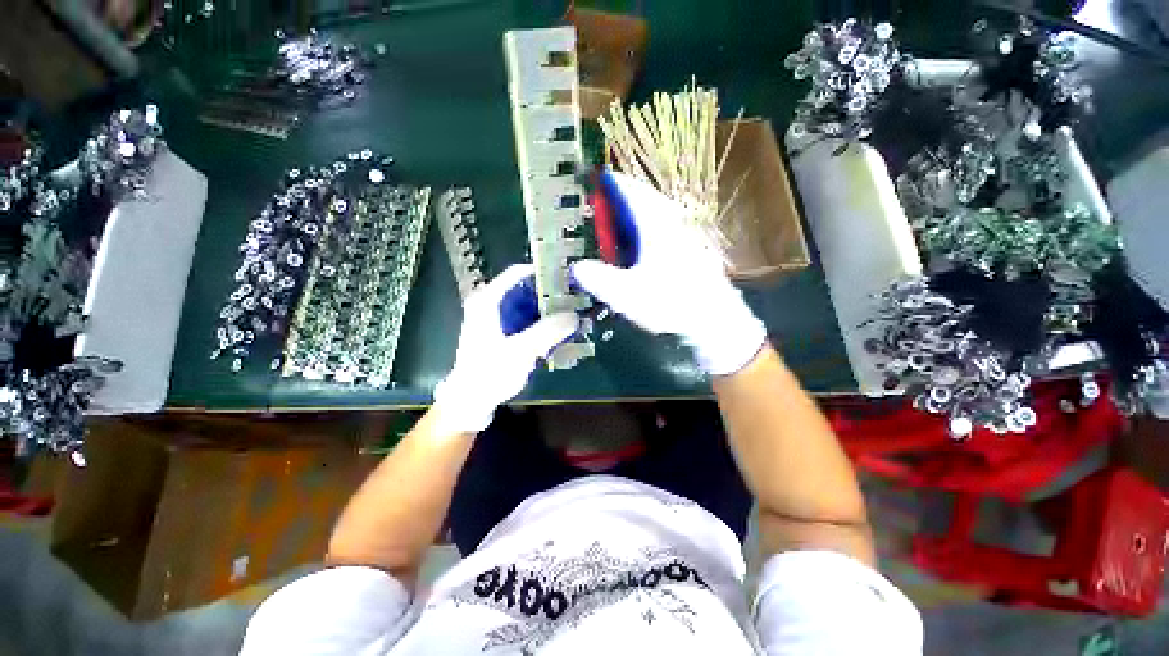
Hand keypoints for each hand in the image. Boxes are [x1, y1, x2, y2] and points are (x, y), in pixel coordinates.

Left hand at [433, 264, 578, 433]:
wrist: (470, 402)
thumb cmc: (489, 373)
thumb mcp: (520, 350)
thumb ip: (548, 331)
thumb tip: (575, 315)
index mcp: (488, 300)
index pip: (518, 273)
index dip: (543, 272)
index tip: (568, 277)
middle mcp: (491, 304)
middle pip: (526, 290)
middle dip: (552, 295)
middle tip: (577, 299)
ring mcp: (498, 320)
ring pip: (529, 306)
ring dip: (550, 311)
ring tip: (574, 314)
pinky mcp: (504, 334)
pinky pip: (528, 322)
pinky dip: (544, 324)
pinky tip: (561, 331)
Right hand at [572, 171, 765, 375]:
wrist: (715, 320)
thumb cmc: (671, 303)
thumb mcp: (626, 294)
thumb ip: (598, 279)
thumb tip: (578, 268)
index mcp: (656, 223)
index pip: (629, 190)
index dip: (609, 184)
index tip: (595, 183)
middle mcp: (673, 222)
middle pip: (644, 199)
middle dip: (621, 202)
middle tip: (603, 212)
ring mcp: (687, 235)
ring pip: (657, 215)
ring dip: (636, 219)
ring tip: (619, 231)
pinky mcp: (694, 250)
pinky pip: (667, 230)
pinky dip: (650, 233)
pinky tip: (644, 252)